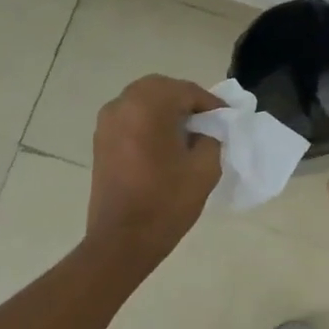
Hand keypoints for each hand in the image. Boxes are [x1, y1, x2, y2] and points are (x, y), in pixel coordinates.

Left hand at [87, 75, 222, 265]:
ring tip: (187, 133)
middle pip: (160, 89)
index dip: (210, 103)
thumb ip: (211, 139)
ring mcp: (106, 123)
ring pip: (142, 101)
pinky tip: (164, 145)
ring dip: (165, 110)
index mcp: (148, 106)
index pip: (186, 91)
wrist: (122, 239)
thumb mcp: (204, 168)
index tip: (227, 118)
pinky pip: (129, 118)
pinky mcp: (100, 141)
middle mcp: (122, 105)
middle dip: (185, 101)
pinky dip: (148, 122)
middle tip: (207, 121)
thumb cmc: (167, 202)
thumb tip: (205, 131)